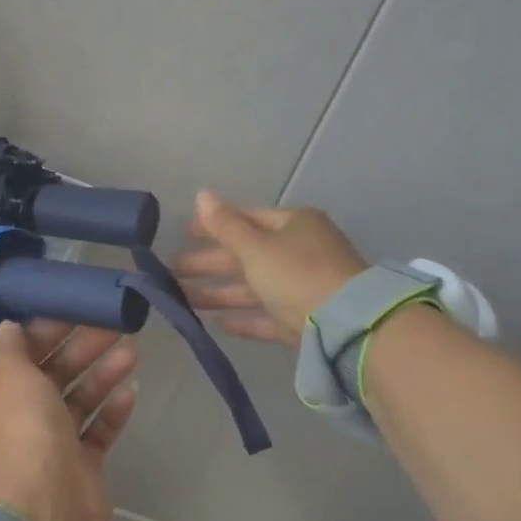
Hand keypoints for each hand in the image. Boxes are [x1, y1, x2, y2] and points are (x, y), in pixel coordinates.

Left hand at [0, 320, 138, 520]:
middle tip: (115, 326)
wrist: (43, 507)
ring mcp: (52, 441)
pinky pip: (98, 429)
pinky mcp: (81, 463)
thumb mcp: (7, 374)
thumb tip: (9, 326)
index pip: (22, 352)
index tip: (77, 309)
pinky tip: (131, 391)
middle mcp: (20, 415)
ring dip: (102, 373)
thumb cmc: (21, 430)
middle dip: (82, 347)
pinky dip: (112, 410)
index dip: (47, 329)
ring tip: (131, 352)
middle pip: (54, 371)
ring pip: (79, 398)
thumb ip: (10, 346)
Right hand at [175, 190, 366, 345]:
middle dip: (209, 263)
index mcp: (293, 226)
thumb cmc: (297, 274)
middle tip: (172, 271)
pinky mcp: (305, 320)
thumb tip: (201, 195)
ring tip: (184, 300)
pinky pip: (268, 315)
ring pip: (254, 287)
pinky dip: (245, 318)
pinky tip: (219, 324)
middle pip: (246, 255)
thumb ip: (225, 225)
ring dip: (219, 293)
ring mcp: (304, 287)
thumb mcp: (256, 247)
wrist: (348, 325)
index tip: (183, 234)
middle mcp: (300, 252)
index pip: (246, 219)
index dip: (213, 225)